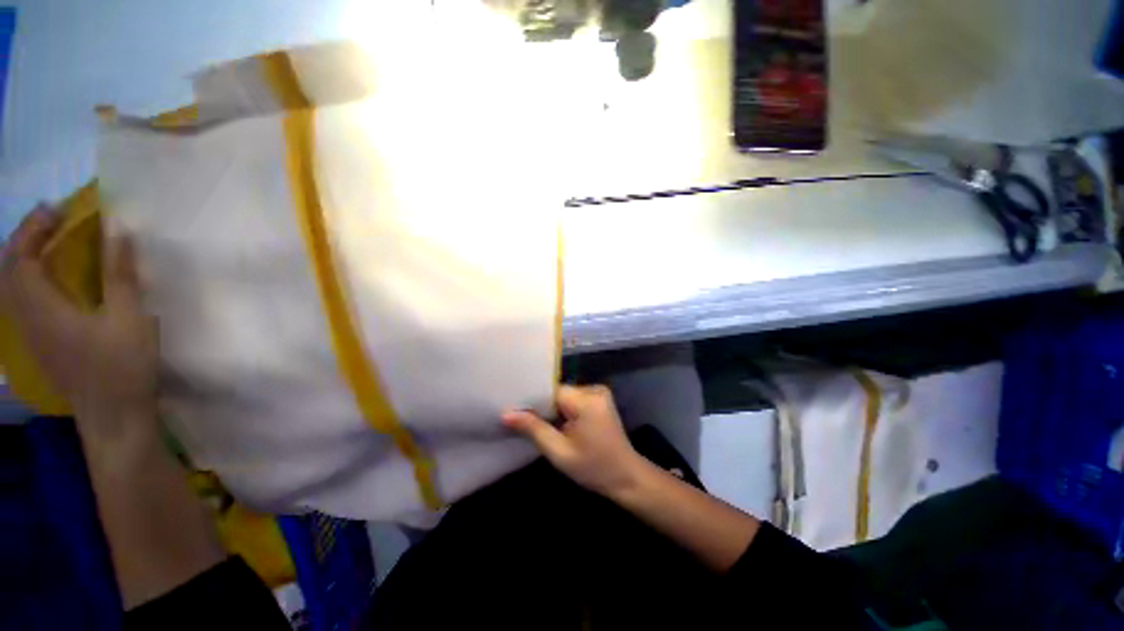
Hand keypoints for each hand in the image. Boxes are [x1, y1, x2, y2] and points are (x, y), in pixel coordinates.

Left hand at [0, 206, 157, 440]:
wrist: (114, 417)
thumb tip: (118, 230)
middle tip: (53, 221)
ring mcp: (30, 334)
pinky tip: (48, 280)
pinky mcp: (39, 344)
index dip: (34, 228)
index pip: (21, 257)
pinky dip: (29, 279)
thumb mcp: (129, 319)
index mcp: (43, 309)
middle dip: (26, 238)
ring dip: (25, 257)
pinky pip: (21, 301)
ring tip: (49, 243)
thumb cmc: (123, 367)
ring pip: (11, 286)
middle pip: (9, 269)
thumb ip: (121, 274)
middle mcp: (26, 318)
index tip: (59, 208)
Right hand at [503, 385, 647, 496]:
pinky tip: (555, 423)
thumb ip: (533, 429)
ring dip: (552, 409)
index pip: (550, 390)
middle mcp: (593, 389)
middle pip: (557, 392)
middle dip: (541, 406)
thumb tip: (506, 413)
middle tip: (520, 419)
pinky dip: (563, 410)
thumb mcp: (559, 452)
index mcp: (586, 399)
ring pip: (564, 395)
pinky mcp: (600, 400)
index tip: (513, 409)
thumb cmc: (593, 468)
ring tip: (535, 423)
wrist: (627, 477)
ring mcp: (599, 393)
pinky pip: (573, 399)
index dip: (532, 401)